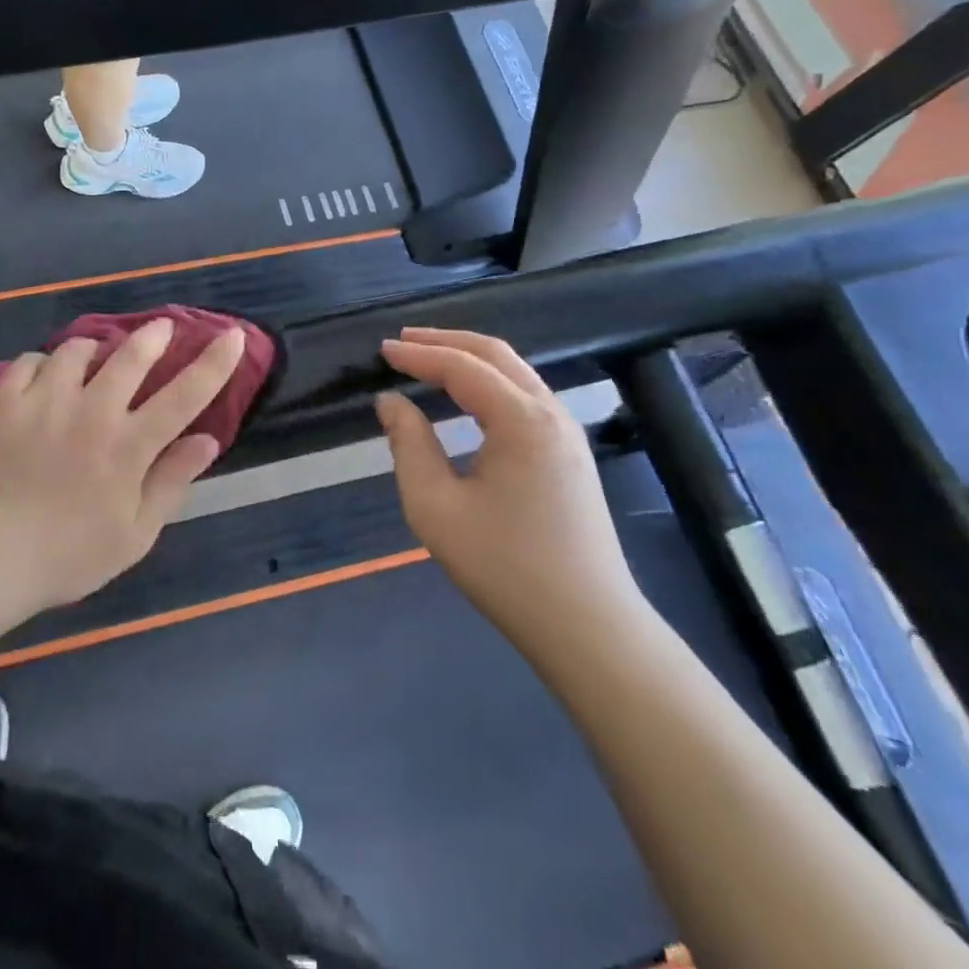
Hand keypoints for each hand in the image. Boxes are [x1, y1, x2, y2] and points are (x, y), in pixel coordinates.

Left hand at [0, 320, 248, 609]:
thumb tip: (207, 439)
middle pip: (131, 356)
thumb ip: (171, 481)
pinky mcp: (6, 400)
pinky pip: (30, 361)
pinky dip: (43, 363)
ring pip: (77, 350)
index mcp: (129, 444)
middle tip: (162, 328)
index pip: (184, 394)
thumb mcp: (135, 533)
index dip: (214, 363)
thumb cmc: (69, 555)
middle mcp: (93, 410)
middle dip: (153, 336)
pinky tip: (44, 376)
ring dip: (94, 348)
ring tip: (95, 355)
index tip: (234, 336)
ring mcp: (46, 400)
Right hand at [377, 328, 651, 662]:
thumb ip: (409, 445)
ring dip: (469, 358)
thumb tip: (391, 402)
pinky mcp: (571, 454)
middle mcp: (550, 413)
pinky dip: (489, 381)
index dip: (418, 355)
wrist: (588, 627)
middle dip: (446, 341)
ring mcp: (567, 433)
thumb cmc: (504, 566)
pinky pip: (526, 395)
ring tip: (428, 358)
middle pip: (495, 355)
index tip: (381, 350)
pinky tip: (467, 394)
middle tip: (402, 341)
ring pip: (515, 372)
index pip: (462, 367)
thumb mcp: (436, 507)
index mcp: (521, 420)